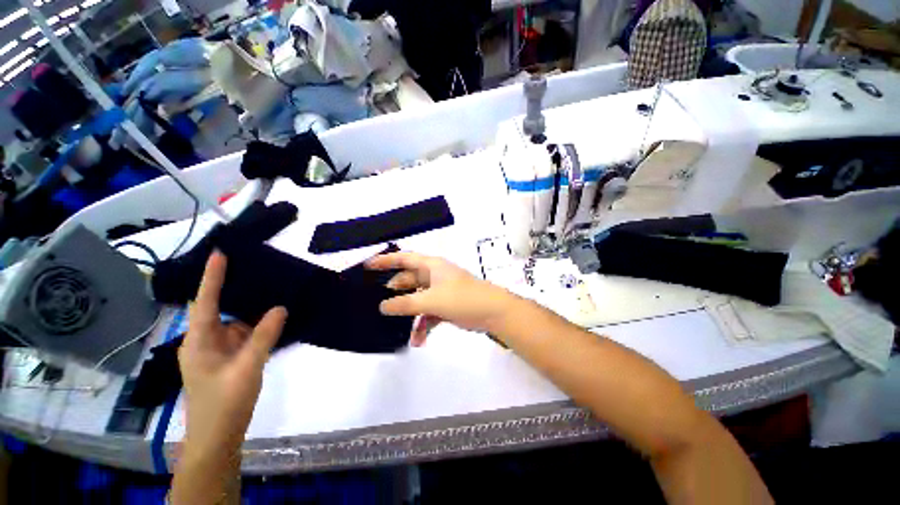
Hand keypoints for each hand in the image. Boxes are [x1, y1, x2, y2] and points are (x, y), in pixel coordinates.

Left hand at [178, 251, 286, 453]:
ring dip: (253, 312)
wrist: (218, 438)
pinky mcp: (229, 360)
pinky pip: (245, 336)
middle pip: (220, 309)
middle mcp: (205, 341)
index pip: (205, 302)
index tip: (220, 253)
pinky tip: (275, 321)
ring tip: (273, 292)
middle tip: (257, 269)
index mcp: (199, 341)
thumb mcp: (247, 368)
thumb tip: (280, 308)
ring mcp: (218, 351)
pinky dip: (259, 327)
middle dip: (237, 291)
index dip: (212, 277)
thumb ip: (264, 336)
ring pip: (236, 323)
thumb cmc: (224, 404)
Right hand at [365, 252, 514, 344]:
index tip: (367, 267)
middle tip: (377, 303)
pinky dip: (423, 325)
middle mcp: (435, 276)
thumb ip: (406, 304)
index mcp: (431, 266)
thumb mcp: (431, 300)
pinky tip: (418, 340)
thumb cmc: (462, 298)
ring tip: (395, 327)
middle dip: (395, 292)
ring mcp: (441, 291)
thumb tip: (382, 306)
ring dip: (409, 314)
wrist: (493, 312)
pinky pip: (428, 313)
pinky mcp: (446, 305)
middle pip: (409, 281)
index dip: (385, 261)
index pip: (404, 258)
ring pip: (418, 299)